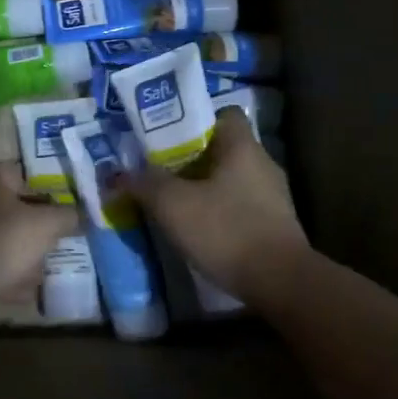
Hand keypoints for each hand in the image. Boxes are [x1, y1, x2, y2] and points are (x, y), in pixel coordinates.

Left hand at [0, 161, 80, 297]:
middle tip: (55, 240)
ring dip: (20, 252)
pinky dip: (5, 272)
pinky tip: (24, 289)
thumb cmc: (8, 237)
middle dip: (33, 226)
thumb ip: (68, 216)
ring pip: (0, 236)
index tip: (62, 212)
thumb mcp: (48, 224)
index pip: (23, 175)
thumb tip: (81, 214)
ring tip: (42, 268)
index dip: (46, 193)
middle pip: (11, 207)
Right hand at [130, 109, 308, 303]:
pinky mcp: (275, 225)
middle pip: (223, 149)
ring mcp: (273, 197)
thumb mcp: (173, 205)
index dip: (194, 122)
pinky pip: (240, 206)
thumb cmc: (226, 230)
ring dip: (205, 188)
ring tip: (174, 203)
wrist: (281, 283)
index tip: (167, 140)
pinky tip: (199, 230)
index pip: (223, 115)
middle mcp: (262, 164)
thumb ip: (143, 184)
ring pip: (231, 180)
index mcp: (242, 146)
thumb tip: (116, 174)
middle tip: (159, 172)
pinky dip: (220, 213)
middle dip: (191, 159)